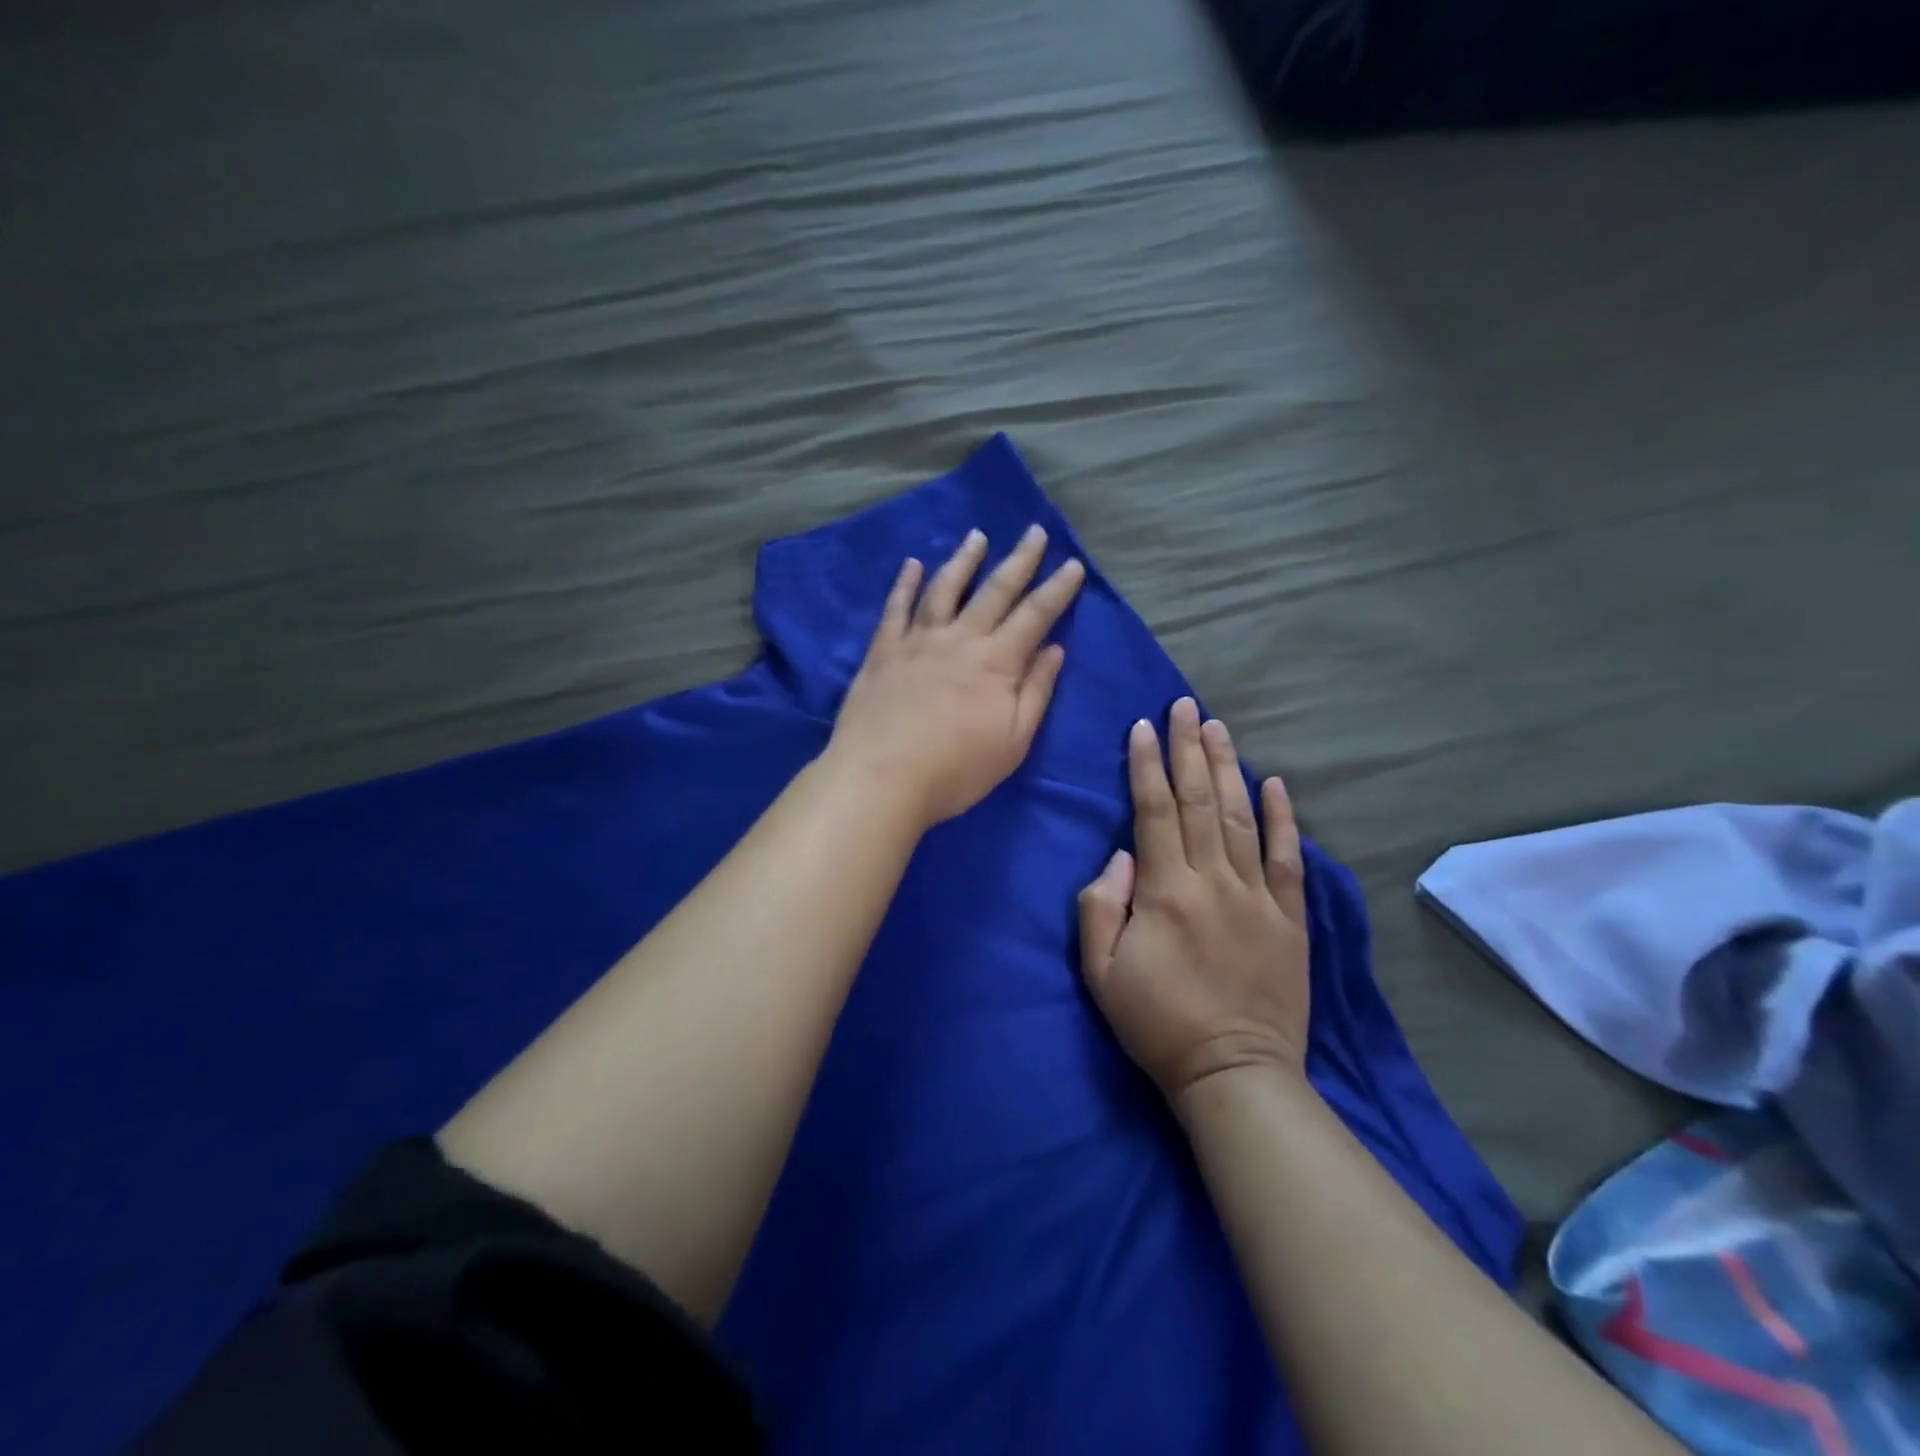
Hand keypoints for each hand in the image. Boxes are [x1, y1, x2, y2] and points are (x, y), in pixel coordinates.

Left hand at [829, 525, 1084, 829]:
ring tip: (977, 536)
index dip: (1057, 589)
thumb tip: (1054, 649)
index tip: (1073, 564)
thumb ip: (1035, 692)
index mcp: (996, 663)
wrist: (880, 778)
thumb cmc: (955, 770)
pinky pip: (895, 608)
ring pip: (944, 588)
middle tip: (1035, 530)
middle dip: (1019, 560)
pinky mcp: (883, 651)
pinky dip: (905, 584)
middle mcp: (960, 640)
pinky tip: (912, 565)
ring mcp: (917, 641)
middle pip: (995, 591)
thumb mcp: (1012, 741)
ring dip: (964, 560)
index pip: (1035, 615)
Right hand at [1077, 698, 1310, 1099]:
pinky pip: (1287, 858)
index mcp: (1166, 890)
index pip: (1153, 811)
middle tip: (1185, 706)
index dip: (1146, 765)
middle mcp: (1213, 880)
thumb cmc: (1156, 1022)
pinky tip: (1275, 783)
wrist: (1233, 1073)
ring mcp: (1257, 896)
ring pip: (1242, 817)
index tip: (1143, 727)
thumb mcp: (1101, 971)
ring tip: (1218, 728)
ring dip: (1228, 767)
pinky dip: (1282, 818)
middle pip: (1199, 800)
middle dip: (1188, 749)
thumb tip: (1121, 856)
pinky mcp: (1289, 918)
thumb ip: (1101, 906)